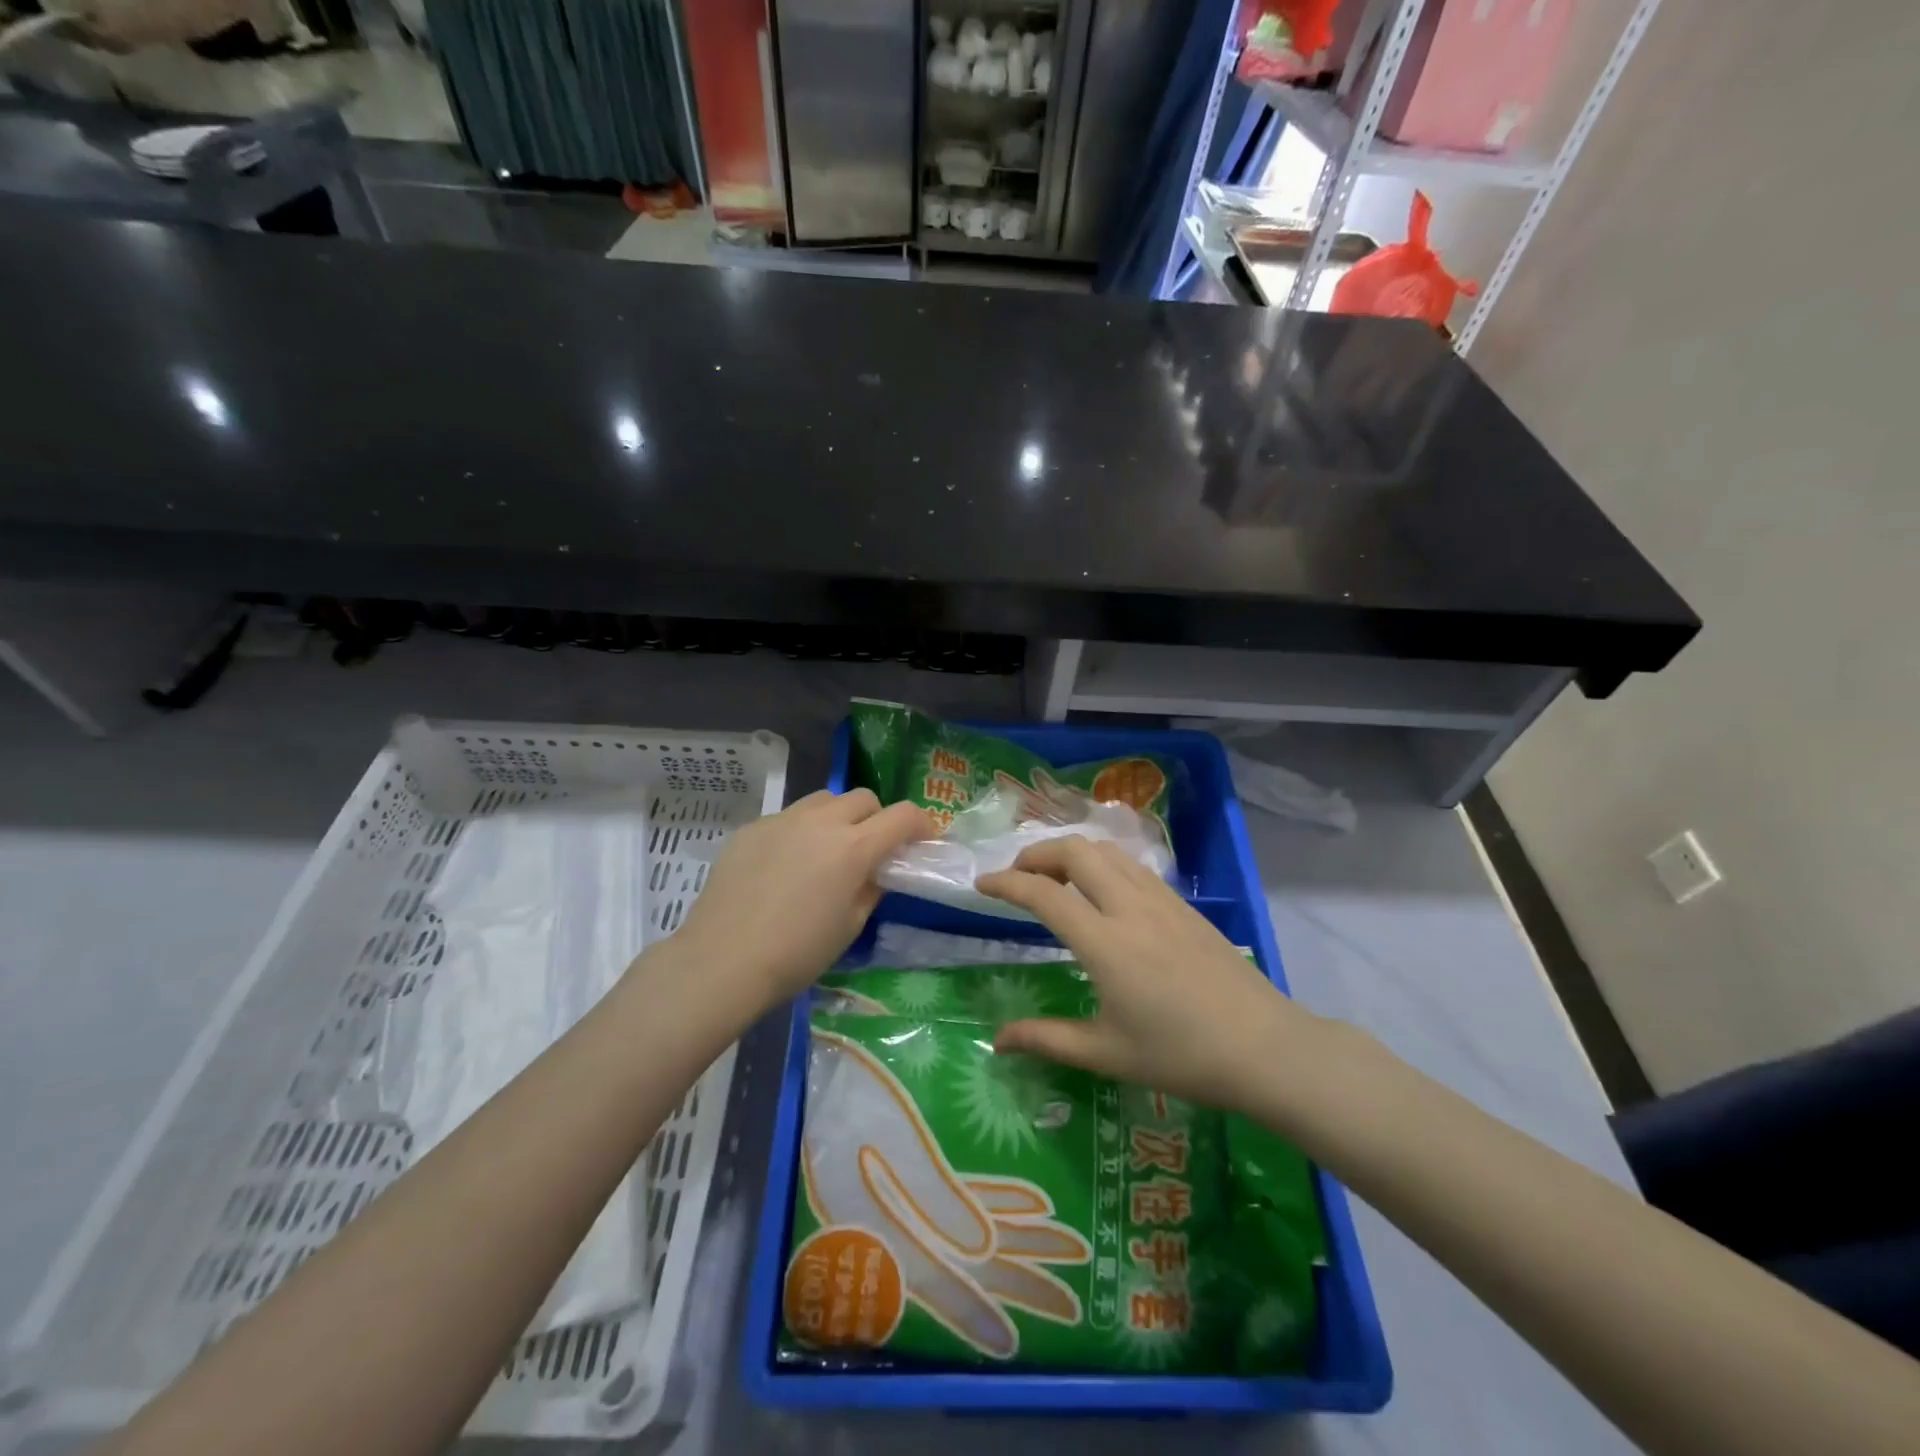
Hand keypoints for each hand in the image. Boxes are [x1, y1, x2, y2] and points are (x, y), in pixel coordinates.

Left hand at [668, 788, 932, 1014]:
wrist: (722, 960)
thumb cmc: (797, 953)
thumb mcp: (849, 926)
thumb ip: (871, 889)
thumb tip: (875, 871)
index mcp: (853, 847)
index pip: (903, 815)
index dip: (922, 824)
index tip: (924, 840)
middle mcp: (821, 821)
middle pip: (864, 798)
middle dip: (878, 817)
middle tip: (872, 849)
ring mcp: (782, 820)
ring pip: (824, 800)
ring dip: (839, 817)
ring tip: (828, 850)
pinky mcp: (752, 828)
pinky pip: (788, 817)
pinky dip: (801, 831)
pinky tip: (785, 866)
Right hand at [975, 837, 1319, 1112]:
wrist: (1264, 1047)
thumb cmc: (1180, 1056)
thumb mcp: (1106, 1053)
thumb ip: (1046, 1039)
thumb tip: (997, 1040)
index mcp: (1104, 942)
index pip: (1042, 893)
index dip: (1005, 883)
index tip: (981, 885)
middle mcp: (1129, 907)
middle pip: (1075, 851)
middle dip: (1037, 854)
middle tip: (1017, 878)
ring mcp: (1161, 900)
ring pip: (1107, 851)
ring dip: (1071, 853)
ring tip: (1054, 879)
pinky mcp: (1183, 905)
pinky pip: (1132, 866)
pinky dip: (1102, 863)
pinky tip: (1101, 891)